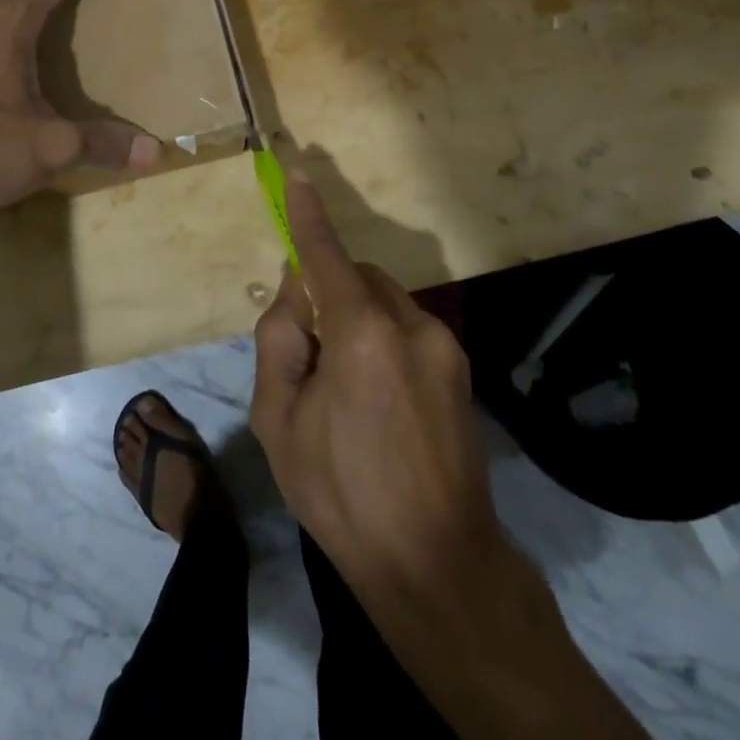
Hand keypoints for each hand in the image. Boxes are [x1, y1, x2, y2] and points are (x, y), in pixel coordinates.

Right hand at [251, 177, 688, 739]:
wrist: (438, 566)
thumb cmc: (341, 494)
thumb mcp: (278, 421)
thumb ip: (280, 340)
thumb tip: (296, 294)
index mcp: (361, 334)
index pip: (325, 255)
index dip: (308, 214)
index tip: (298, 173)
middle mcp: (411, 326)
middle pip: (357, 279)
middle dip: (329, 297)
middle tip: (307, 357)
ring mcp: (444, 348)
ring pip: (384, 305)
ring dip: (356, 324)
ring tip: (345, 394)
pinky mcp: (461, 371)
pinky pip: (407, 333)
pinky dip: (381, 345)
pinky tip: (377, 406)